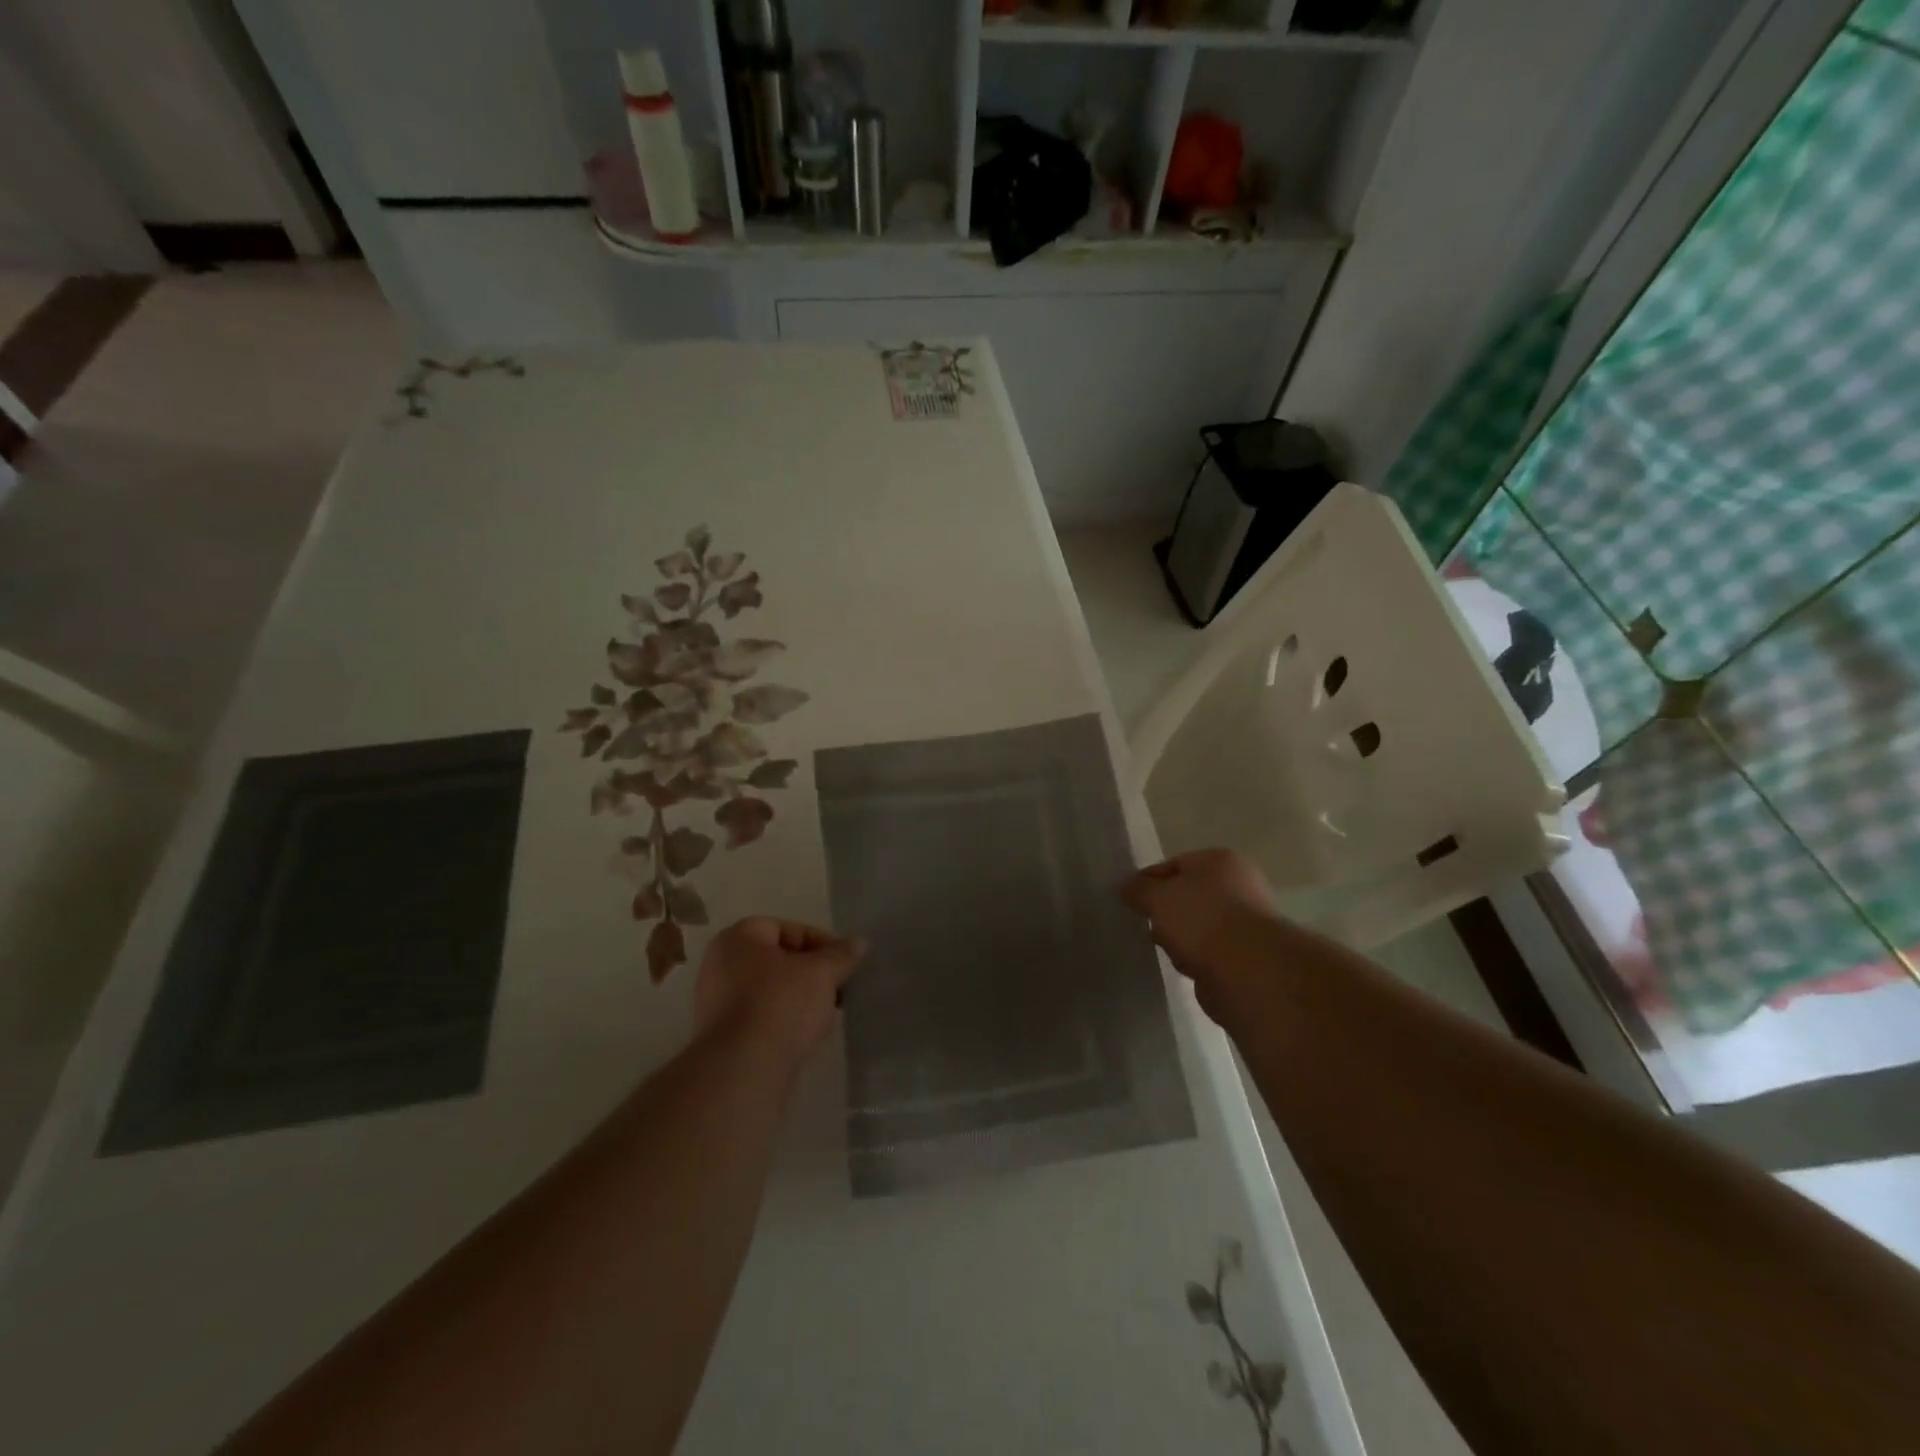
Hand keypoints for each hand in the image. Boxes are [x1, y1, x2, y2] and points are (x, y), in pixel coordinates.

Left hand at [693, 917, 865, 1066]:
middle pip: (778, 959)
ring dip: (800, 998)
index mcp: (737, 939)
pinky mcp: (722, 1037)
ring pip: (770, 990)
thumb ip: (841, 954)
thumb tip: (859, 941)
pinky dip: (784, 1021)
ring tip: (826, 1014)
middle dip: (811, 973)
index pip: (787, 928)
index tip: (843, 963)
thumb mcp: (821, 973)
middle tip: (837, 988)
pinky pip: (761, 1018)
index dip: (820, 942)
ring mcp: (717, 1003)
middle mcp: (720, 965)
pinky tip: (805, 1036)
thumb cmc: (780, 1005)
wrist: (742, 1071)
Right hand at [1122, 849, 1280, 1021]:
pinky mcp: (1244, 957)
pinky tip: (1184, 966)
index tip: (1127, 899)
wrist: (1248, 972)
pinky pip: (1207, 952)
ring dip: (1179, 937)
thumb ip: (1138, 889)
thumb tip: (1126, 888)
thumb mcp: (1158, 896)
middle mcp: (1238, 886)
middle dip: (1164, 911)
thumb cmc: (1201, 919)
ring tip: (1165, 948)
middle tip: (1144, 923)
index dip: (1148, 880)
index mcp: (1220, 861)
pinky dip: (1194, 958)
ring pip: (1196, 925)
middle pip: (1187, 895)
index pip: (1174, 864)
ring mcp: (1244, 923)